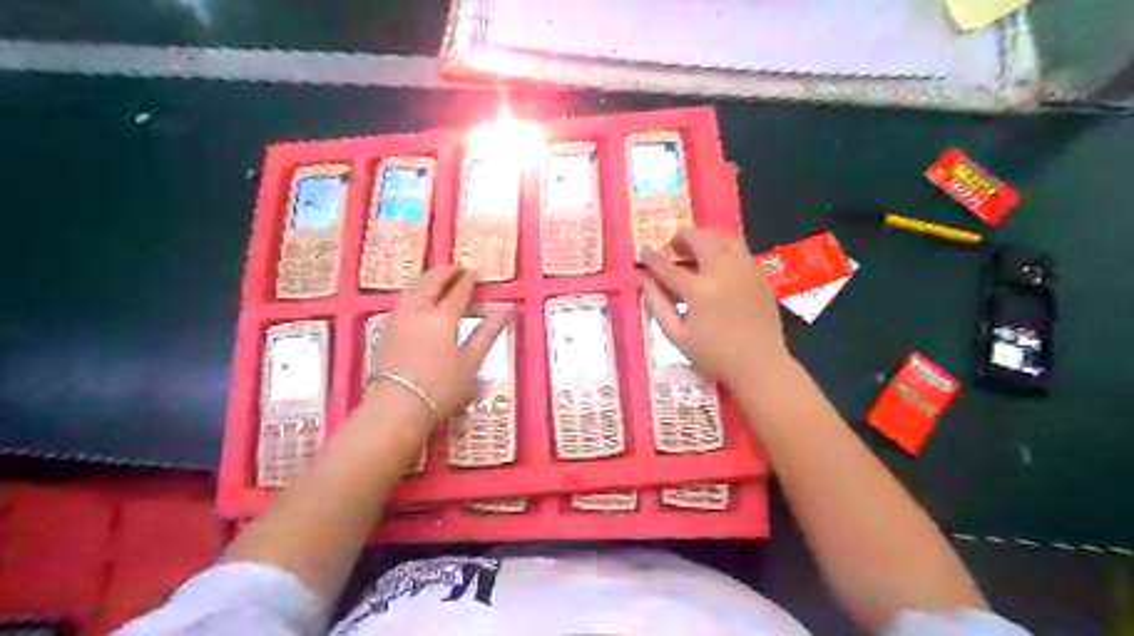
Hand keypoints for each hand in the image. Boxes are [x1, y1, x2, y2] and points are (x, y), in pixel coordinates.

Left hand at [375, 265, 513, 424]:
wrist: (396, 407)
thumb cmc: (441, 389)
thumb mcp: (471, 362)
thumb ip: (488, 332)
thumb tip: (506, 309)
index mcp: (443, 318)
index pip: (458, 291)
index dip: (469, 280)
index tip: (477, 272)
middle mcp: (419, 311)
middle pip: (431, 282)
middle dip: (445, 272)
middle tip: (458, 269)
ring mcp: (399, 320)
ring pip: (412, 288)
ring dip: (427, 279)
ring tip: (437, 279)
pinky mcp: (386, 331)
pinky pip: (402, 299)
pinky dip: (414, 291)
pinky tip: (417, 299)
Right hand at [636, 228, 791, 385]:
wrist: (759, 364)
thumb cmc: (713, 354)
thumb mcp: (676, 335)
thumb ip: (656, 303)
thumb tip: (642, 279)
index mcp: (699, 290)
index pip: (667, 266)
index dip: (651, 258)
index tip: (642, 253)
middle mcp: (723, 271)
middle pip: (699, 239)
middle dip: (681, 237)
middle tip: (672, 247)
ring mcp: (745, 269)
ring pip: (723, 237)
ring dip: (705, 237)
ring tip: (695, 249)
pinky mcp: (759, 273)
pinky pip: (739, 249)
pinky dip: (723, 247)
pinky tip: (717, 262)